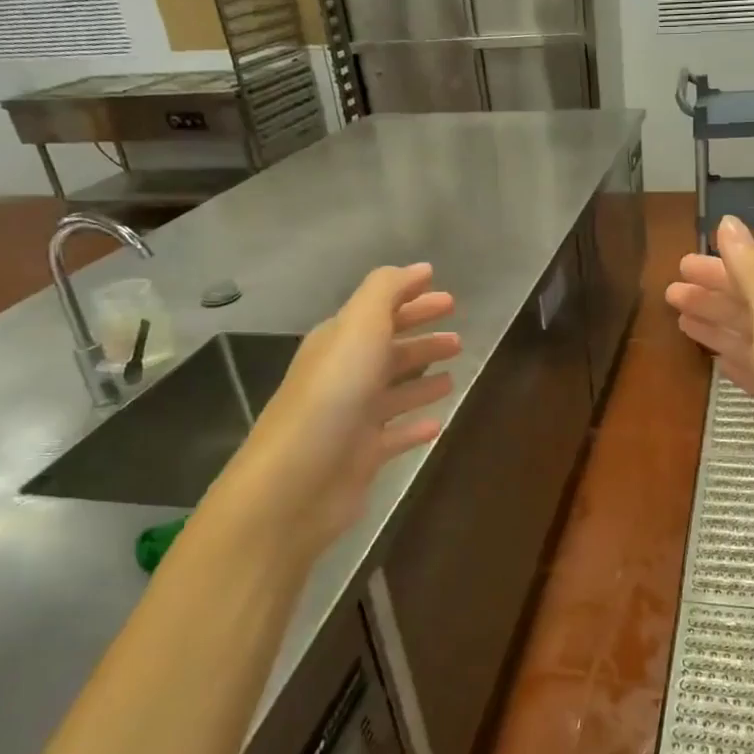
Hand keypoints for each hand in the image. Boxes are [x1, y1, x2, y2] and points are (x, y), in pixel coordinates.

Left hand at [205, 264, 459, 555]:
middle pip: (388, 349)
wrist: (295, 483)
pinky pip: (396, 434)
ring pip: (395, 390)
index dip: (411, 299)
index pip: (379, 310)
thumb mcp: (359, 329)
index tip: (446, 294)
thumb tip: (415, 269)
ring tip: (455, 372)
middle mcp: (344, 375)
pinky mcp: (362, 456)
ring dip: (423, 378)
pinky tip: (438, 423)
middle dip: (421, 338)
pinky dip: (415, 425)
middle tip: (457, 336)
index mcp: (339, 342)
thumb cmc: (332, 397)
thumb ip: (385, 293)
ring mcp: (352, 417)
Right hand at [665, 218, 753, 532]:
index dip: (717, 269)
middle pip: (748, 307)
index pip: (752, 278)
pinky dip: (732, 360)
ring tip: (682, 320)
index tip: (679, 265)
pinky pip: (752, 371)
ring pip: (747, 339)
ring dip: (716, 325)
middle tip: (670, 293)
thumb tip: (729, 223)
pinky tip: (717, 360)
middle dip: (711, 296)